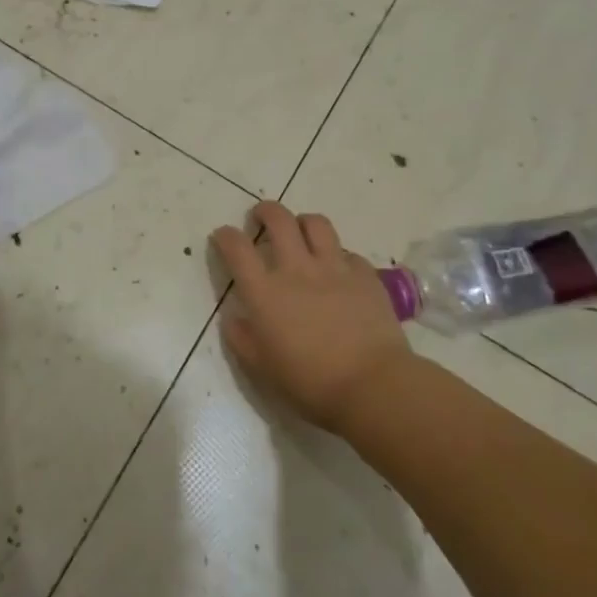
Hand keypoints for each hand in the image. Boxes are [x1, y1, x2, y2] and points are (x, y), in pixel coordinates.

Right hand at [210, 201, 411, 433]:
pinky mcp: (365, 275)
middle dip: (265, 211)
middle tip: (261, 218)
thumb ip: (242, 339)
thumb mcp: (262, 369)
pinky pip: (348, 252)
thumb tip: (234, 318)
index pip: (237, 248)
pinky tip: (338, 270)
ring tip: (301, 233)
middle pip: (278, 219)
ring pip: (316, 223)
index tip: (223, 236)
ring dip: (302, 223)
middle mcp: (296, 269)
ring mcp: (334, 268)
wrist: (373, 385)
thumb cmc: (310, 383)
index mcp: (265, 292)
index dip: (225, 236)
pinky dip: (337, 255)